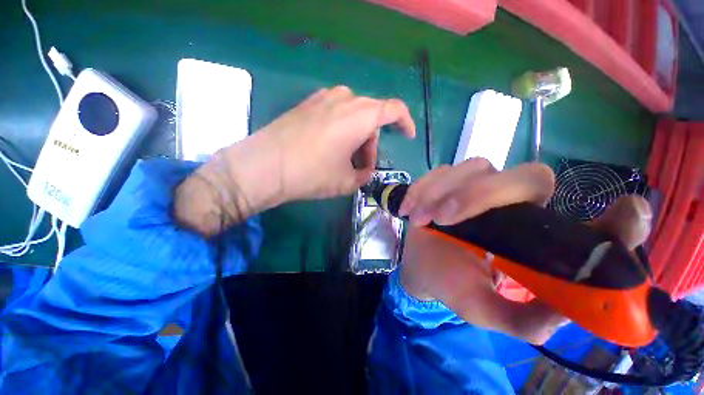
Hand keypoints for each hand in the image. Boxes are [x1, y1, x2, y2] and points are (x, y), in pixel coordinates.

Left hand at [260, 86, 415, 199]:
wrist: (266, 165)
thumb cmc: (312, 173)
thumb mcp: (345, 182)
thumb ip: (363, 175)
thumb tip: (365, 170)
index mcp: (360, 116)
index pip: (394, 110)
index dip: (405, 122)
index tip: (407, 136)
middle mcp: (345, 99)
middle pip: (371, 117)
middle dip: (372, 142)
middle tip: (362, 165)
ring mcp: (324, 97)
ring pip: (354, 114)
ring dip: (356, 135)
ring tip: (344, 158)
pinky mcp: (308, 103)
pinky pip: (336, 111)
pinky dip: (341, 128)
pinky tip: (329, 145)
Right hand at [400, 158, 651, 343]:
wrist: (421, 266)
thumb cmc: (453, 285)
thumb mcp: (484, 309)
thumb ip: (521, 319)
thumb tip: (560, 318)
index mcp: (536, 238)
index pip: (592, 223)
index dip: (617, 221)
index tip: (629, 214)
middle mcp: (515, 204)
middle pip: (526, 178)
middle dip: (482, 195)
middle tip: (446, 219)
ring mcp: (477, 186)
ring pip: (475, 168)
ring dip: (443, 192)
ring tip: (423, 219)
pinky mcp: (446, 181)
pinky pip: (438, 173)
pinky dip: (422, 189)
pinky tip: (411, 210)